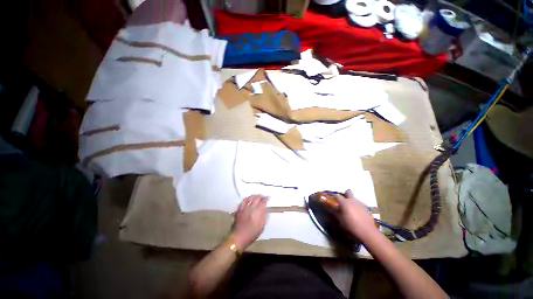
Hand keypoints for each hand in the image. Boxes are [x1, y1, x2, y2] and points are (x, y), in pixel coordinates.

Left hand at [232, 195, 267, 249]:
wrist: (239, 238)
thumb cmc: (252, 234)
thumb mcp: (261, 226)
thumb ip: (264, 216)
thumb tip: (265, 209)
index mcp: (257, 212)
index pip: (263, 202)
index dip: (266, 199)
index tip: (268, 198)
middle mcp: (250, 208)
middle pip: (256, 198)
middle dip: (260, 197)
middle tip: (263, 197)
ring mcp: (244, 208)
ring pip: (249, 198)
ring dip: (254, 196)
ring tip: (256, 197)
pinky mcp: (239, 210)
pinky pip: (243, 201)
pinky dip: (247, 199)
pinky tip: (248, 200)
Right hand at [335, 190, 378, 241]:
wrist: (367, 232)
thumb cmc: (351, 225)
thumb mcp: (340, 220)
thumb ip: (335, 212)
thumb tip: (330, 208)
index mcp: (344, 202)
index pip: (337, 196)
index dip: (334, 197)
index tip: (332, 200)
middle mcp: (352, 200)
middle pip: (348, 192)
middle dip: (345, 194)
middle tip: (343, 201)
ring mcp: (360, 204)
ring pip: (354, 199)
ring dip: (351, 202)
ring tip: (350, 210)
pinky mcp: (366, 209)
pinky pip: (359, 205)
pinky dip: (357, 207)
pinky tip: (357, 214)